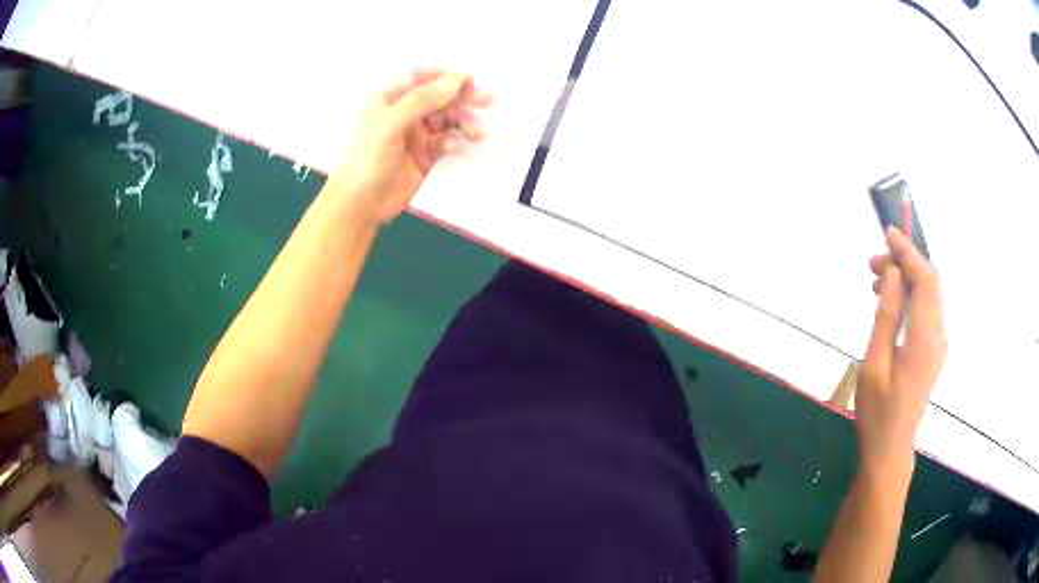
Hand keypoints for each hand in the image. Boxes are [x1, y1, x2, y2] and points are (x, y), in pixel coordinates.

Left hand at [324, 68, 492, 225]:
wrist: (361, 205)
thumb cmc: (367, 159)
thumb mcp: (391, 124)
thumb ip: (422, 99)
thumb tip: (456, 80)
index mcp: (389, 99)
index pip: (420, 78)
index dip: (444, 76)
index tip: (469, 79)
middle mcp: (403, 113)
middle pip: (439, 97)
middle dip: (461, 98)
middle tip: (486, 100)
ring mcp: (415, 134)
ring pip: (447, 119)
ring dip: (463, 122)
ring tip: (475, 132)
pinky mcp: (425, 155)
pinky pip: (446, 141)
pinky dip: (454, 141)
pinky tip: (455, 148)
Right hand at [856, 227, 946, 471]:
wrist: (890, 448)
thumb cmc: (878, 411)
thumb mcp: (875, 363)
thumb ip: (887, 316)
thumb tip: (894, 275)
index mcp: (926, 338)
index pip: (926, 281)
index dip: (909, 253)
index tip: (888, 234)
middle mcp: (938, 335)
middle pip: (929, 285)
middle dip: (905, 265)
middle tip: (872, 265)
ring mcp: (937, 344)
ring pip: (927, 297)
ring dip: (906, 281)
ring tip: (876, 281)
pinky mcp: (932, 350)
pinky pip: (925, 312)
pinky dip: (909, 298)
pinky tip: (889, 303)